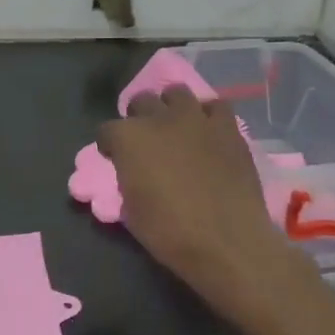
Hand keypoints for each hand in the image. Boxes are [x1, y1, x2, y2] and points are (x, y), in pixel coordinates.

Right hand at [97, 86, 313, 331]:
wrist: (227, 241)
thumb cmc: (170, 232)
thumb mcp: (131, 210)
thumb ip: (128, 179)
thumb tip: (134, 172)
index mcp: (128, 139)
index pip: (107, 130)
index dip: (110, 146)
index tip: (115, 159)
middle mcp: (159, 118)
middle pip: (141, 101)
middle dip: (138, 117)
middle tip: (146, 141)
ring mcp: (196, 119)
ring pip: (177, 93)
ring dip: (171, 107)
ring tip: (176, 126)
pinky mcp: (227, 127)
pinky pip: (215, 106)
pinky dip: (208, 115)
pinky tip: (208, 132)